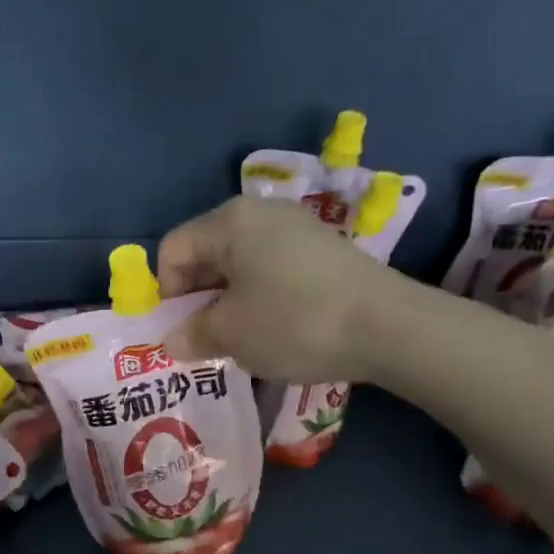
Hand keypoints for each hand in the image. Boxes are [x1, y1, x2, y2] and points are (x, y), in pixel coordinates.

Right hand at [156, 197, 412, 383]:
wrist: (387, 327)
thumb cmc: (293, 322)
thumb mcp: (231, 334)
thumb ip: (192, 334)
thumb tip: (174, 340)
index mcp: (230, 221)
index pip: (174, 249)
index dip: (166, 293)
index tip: (179, 331)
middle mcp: (262, 213)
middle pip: (207, 252)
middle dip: (197, 298)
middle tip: (203, 339)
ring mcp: (298, 228)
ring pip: (241, 264)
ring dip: (228, 301)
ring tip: (238, 339)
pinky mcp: (324, 250)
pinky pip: (272, 270)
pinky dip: (260, 297)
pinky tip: (274, 329)